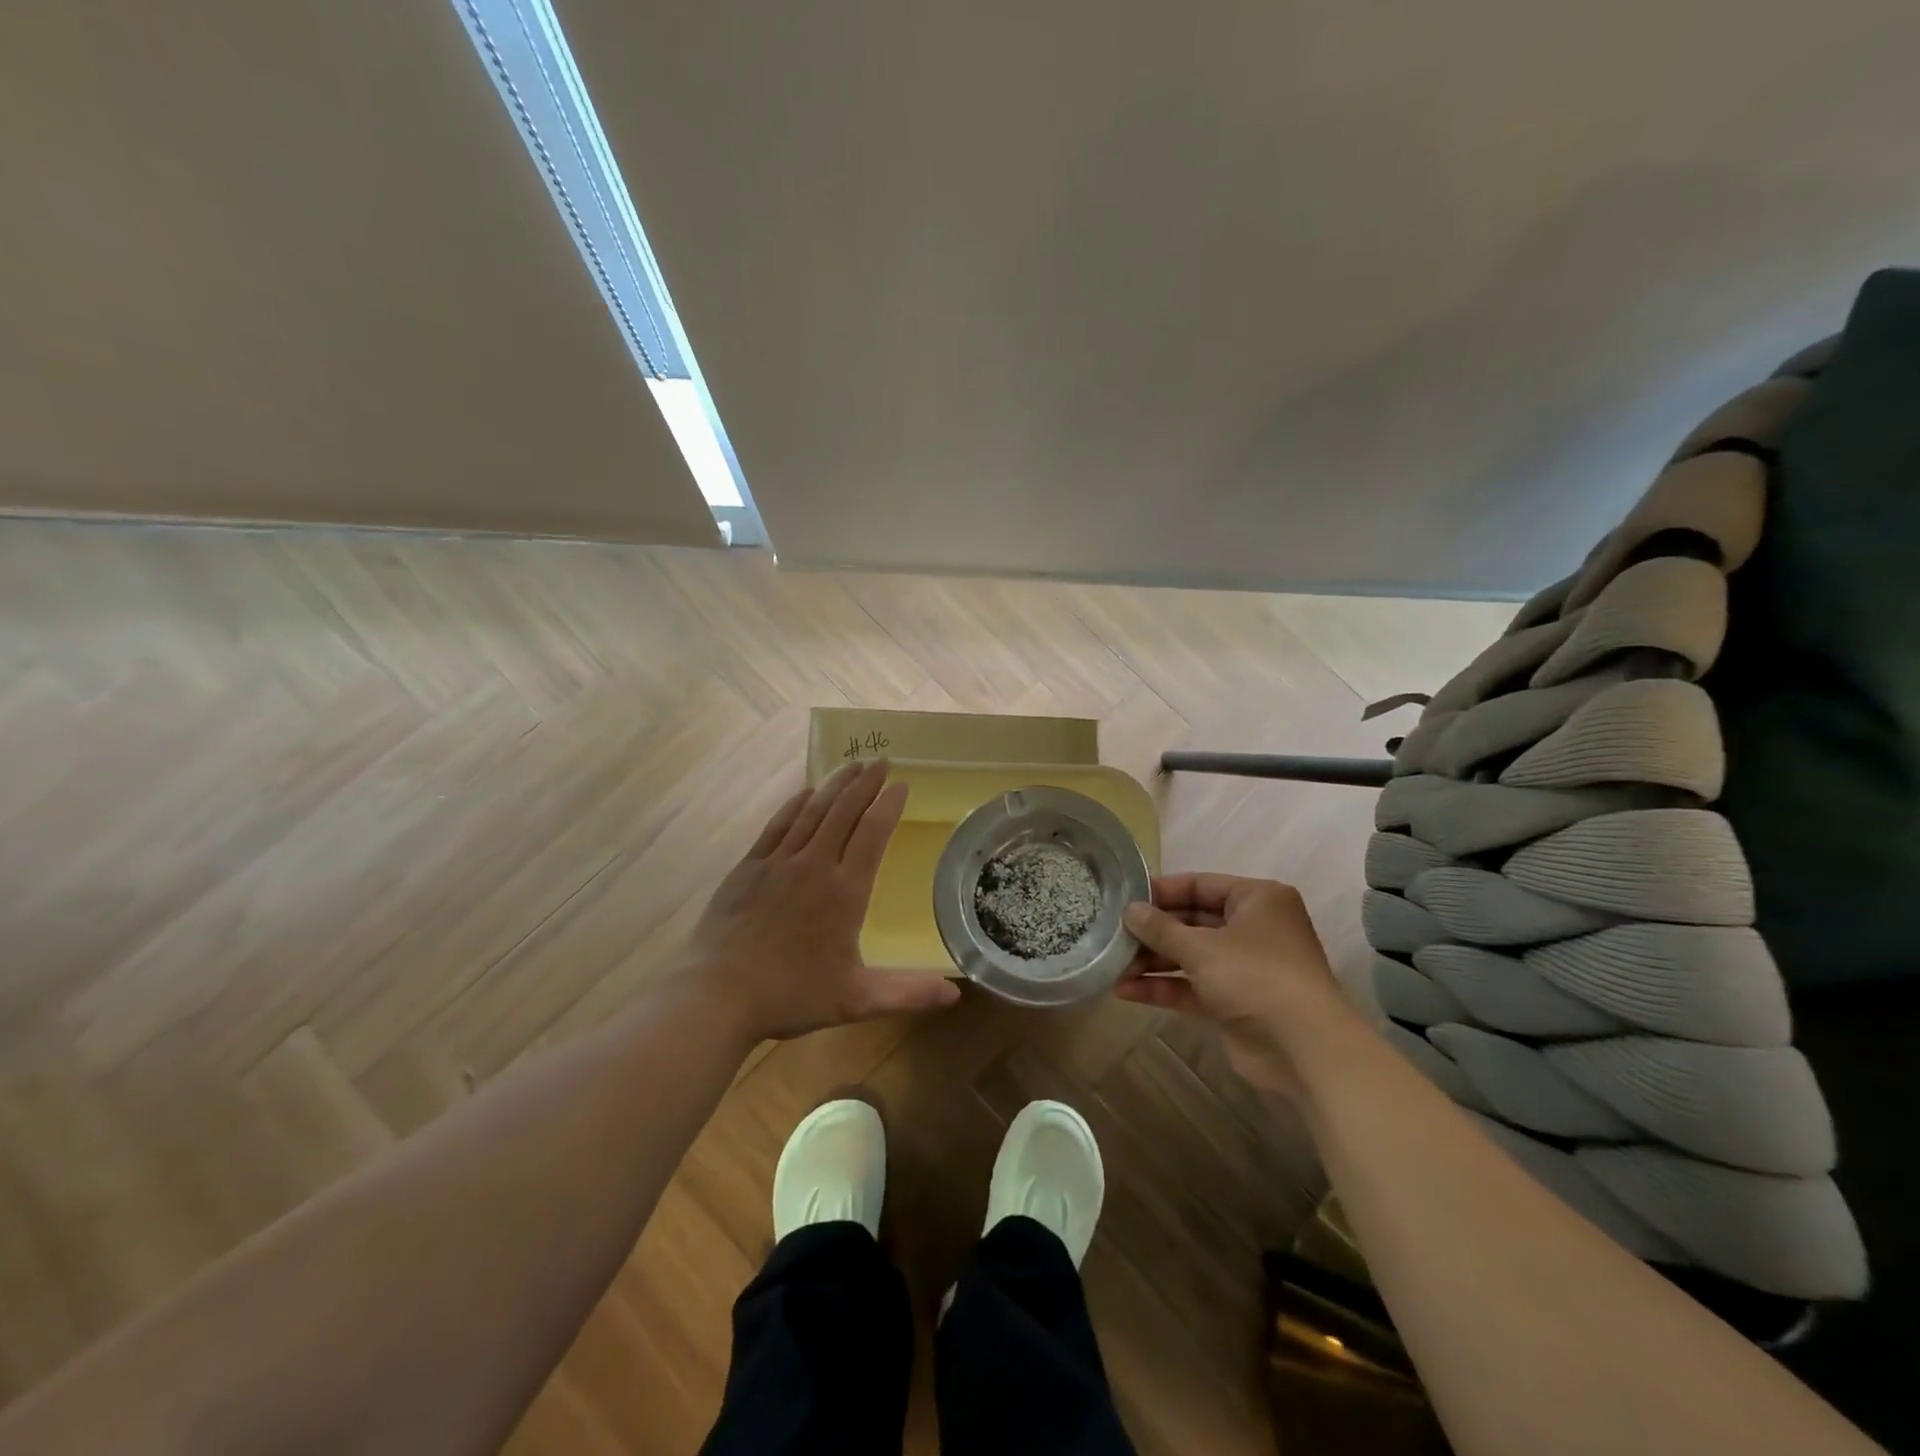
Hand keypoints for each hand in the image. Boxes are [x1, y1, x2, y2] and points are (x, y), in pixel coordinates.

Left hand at [684, 759, 960, 1042]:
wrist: (718, 995)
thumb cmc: (792, 995)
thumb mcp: (856, 1000)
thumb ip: (908, 994)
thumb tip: (956, 995)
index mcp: (845, 891)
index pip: (872, 834)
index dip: (888, 806)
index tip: (901, 785)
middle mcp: (814, 865)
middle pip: (844, 812)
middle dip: (864, 784)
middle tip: (880, 761)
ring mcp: (778, 862)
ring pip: (812, 812)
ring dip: (834, 785)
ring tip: (851, 766)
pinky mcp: (749, 867)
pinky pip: (777, 825)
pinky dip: (794, 805)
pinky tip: (804, 793)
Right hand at [1118, 874, 1347, 1099]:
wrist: (1304, 1050)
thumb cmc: (1255, 977)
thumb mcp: (1201, 947)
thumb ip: (1161, 928)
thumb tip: (1130, 910)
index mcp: (1257, 899)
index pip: (1200, 885)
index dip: (1161, 891)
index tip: (1123, 898)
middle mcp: (1253, 928)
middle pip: (1192, 921)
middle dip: (1153, 931)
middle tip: (1112, 934)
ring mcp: (1245, 967)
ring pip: (1190, 955)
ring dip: (1153, 961)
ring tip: (1112, 965)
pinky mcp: (1235, 1001)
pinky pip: (1193, 986)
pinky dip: (1164, 986)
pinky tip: (1127, 990)